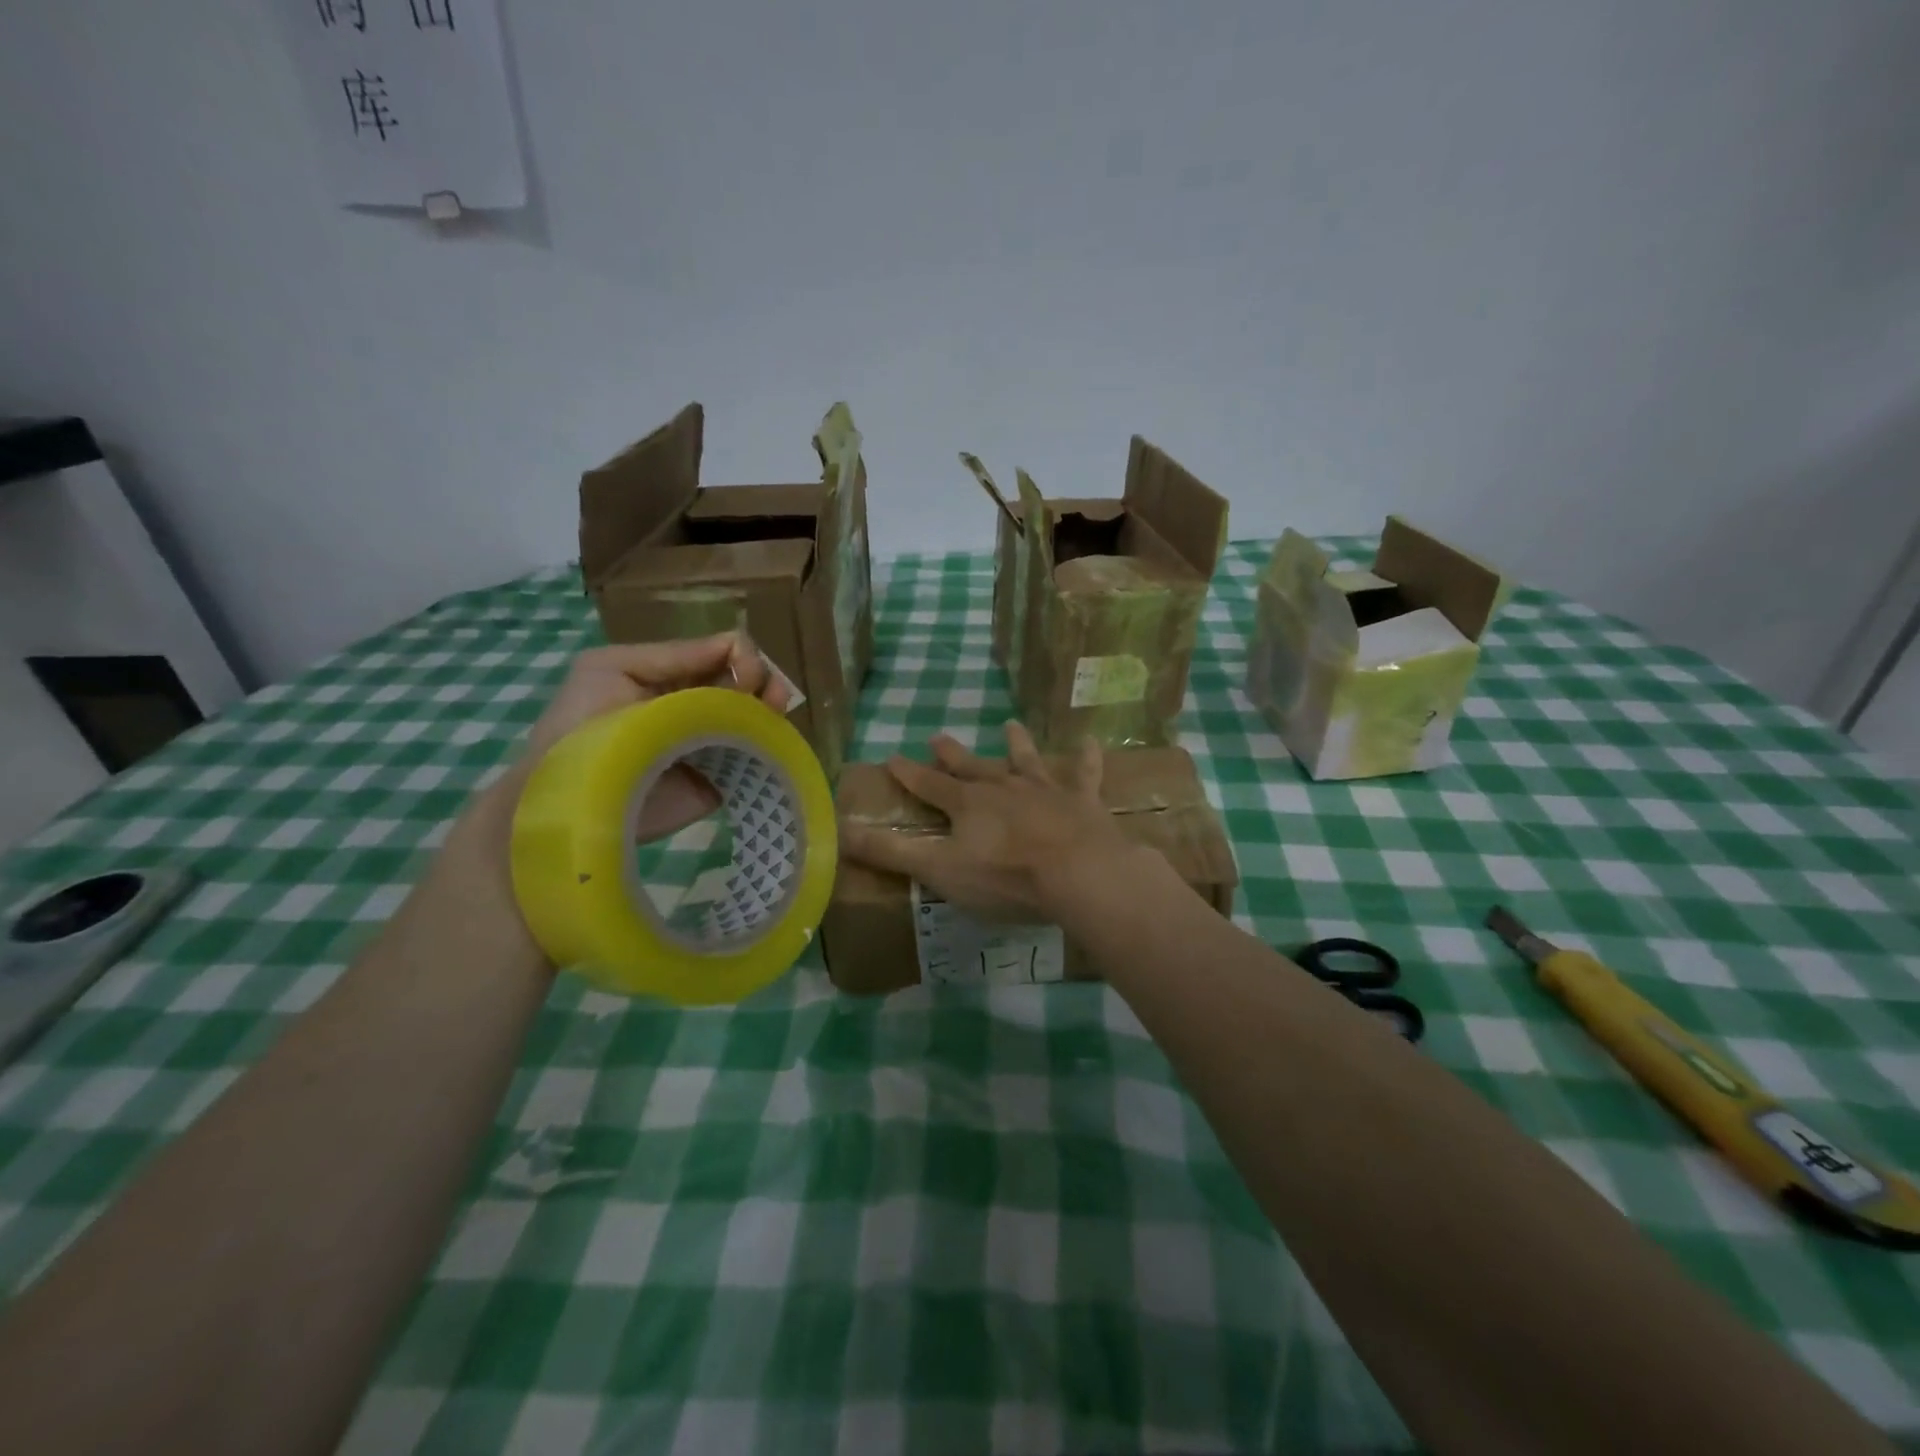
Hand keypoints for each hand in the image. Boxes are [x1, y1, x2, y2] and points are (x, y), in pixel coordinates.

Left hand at [524, 635, 790, 841]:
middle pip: (747, 684)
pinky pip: (755, 759)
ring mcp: (712, 745)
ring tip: (775, 708)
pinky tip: (772, 739)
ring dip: (771, 708)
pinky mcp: (720, 782)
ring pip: (757, 719)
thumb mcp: (613, 667)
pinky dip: (770, 746)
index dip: (740, 656)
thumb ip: (674, 654)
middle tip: (768, 692)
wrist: (569, 798)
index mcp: (673, 677)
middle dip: (762, 679)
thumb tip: (737, 644)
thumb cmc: (580, 724)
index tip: (743, 668)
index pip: (723, 655)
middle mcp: (698, 707)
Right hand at [840, 722, 1144, 922]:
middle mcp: (1003, 787)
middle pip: (973, 767)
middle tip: (938, 736)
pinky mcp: (1082, 801)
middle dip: (953, 754)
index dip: (909, 773)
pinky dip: (1086, 758)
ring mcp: (1045, 791)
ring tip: (1010, 724)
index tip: (892, 757)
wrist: (1077, 873)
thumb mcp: (939, 870)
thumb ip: (891, 853)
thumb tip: (839, 831)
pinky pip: (1084, 774)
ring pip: (1026, 761)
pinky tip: (1090, 741)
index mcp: (968, 804)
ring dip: (1017, 744)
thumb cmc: (1005, 877)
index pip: (929, 785)